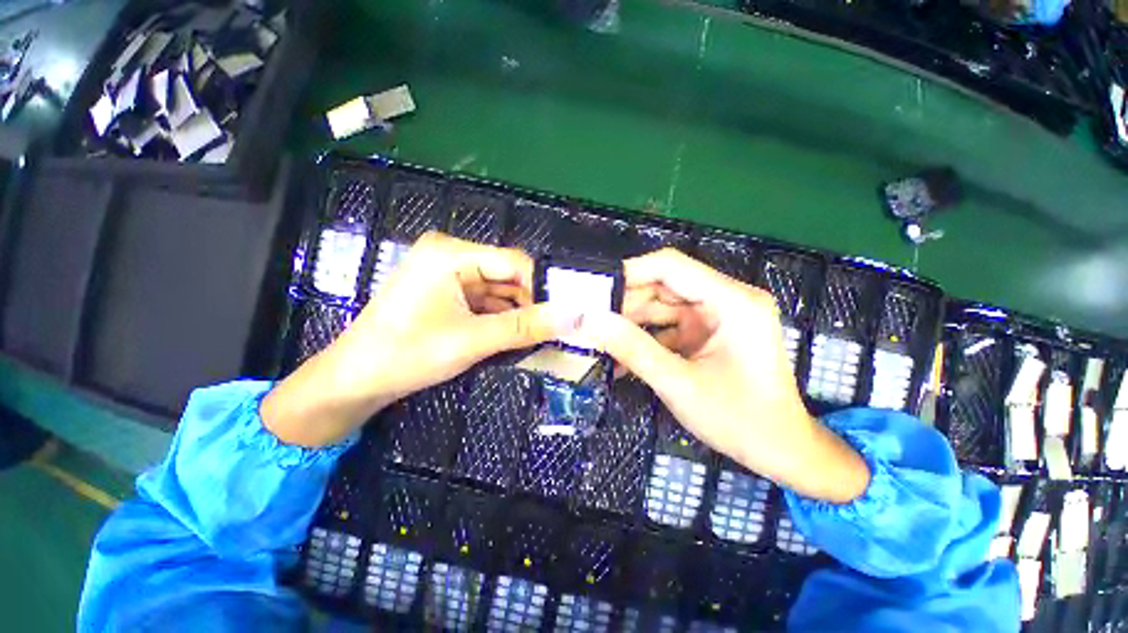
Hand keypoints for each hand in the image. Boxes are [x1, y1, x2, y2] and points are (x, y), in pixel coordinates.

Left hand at [262, 232, 579, 447]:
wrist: (355, 382)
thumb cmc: (407, 355)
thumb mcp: (473, 340)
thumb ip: (526, 326)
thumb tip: (575, 316)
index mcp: (451, 254)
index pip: (514, 262)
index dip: (541, 289)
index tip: (560, 319)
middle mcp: (451, 256)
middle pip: (507, 276)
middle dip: (529, 305)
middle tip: (549, 333)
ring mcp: (447, 275)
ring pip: (499, 291)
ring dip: (516, 315)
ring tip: (532, 339)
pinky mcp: (447, 294)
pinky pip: (485, 302)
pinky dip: (500, 320)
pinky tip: (510, 338)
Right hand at [579, 249, 868, 502]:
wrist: (781, 452)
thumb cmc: (740, 420)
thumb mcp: (679, 383)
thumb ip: (632, 348)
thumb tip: (589, 321)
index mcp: (732, 301)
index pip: (671, 267)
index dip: (629, 272)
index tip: (594, 289)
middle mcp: (726, 300)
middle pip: (663, 286)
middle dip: (625, 305)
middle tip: (590, 322)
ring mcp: (716, 317)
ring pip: (661, 308)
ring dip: (631, 325)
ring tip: (599, 342)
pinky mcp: (707, 334)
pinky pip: (668, 328)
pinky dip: (645, 340)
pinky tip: (620, 359)